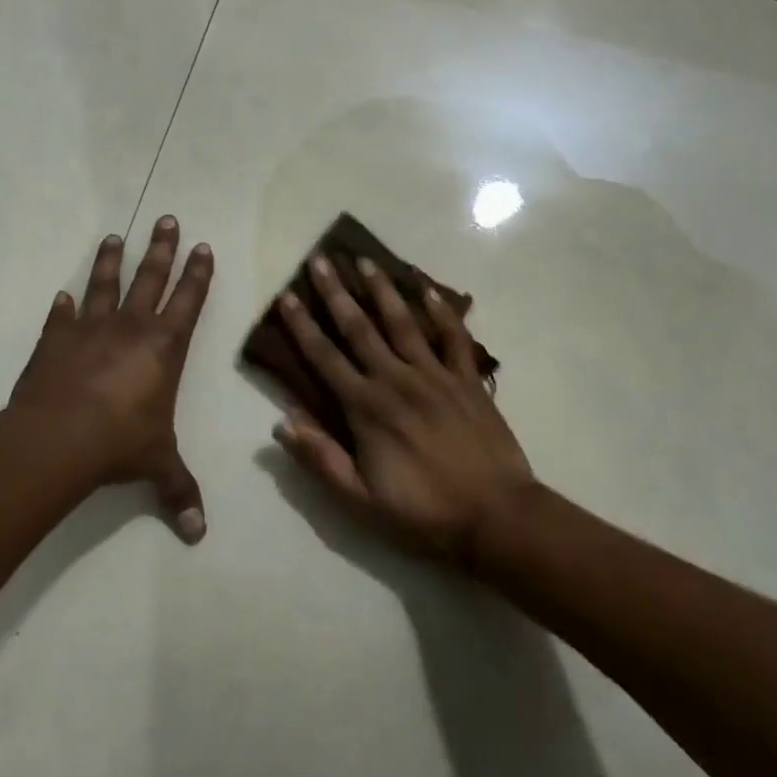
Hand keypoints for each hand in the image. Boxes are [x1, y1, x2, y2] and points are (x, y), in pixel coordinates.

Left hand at [10, 217, 213, 543]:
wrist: (59, 439)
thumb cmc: (120, 443)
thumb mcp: (157, 465)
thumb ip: (179, 492)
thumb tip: (199, 534)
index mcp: (164, 347)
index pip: (188, 300)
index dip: (197, 273)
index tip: (201, 246)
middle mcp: (131, 327)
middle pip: (150, 277)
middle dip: (162, 248)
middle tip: (168, 218)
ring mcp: (90, 329)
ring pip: (104, 284)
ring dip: (110, 260)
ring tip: (114, 236)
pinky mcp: (55, 340)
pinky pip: (60, 317)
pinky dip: (62, 306)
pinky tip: (61, 295)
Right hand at [273, 255, 533, 564]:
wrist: (495, 517)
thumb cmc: (422, 512)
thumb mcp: (360, 499)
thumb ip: (320, 458)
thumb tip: (281, 423)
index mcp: (366, 407)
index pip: (324, 357)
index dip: (302, 325)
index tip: (286, 296)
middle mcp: (396, 379)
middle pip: (359, 328)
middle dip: (336, 293)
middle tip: (320, 260)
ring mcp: (435, 375)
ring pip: (402, 322)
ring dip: (382, 290)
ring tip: (366, 261)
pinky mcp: (467, 379)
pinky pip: (453, 337)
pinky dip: (442, 311)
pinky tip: (428, 288)